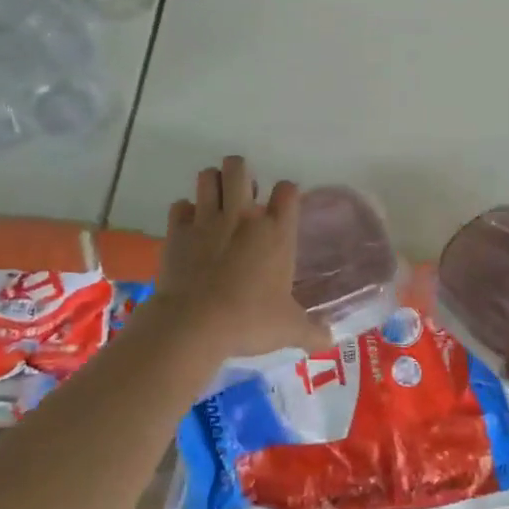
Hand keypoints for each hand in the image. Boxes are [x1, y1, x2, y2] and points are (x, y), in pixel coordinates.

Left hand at [147, 156, 333, 362]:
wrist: (195, 325)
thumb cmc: (249, 321)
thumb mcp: (289, 329)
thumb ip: (312, 331)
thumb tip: (330, 340)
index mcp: (276, 232)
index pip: (287, 190)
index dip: (287, 193)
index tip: (284, 205)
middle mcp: (242, 216)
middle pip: (239, 168)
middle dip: (241, 173)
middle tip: (243, 196)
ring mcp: (207, 220)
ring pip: (207, 177)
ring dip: (212, 184)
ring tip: (216, 201)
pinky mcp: (178, 231)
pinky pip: (180, 206)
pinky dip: (185, 212)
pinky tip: (190, 227)